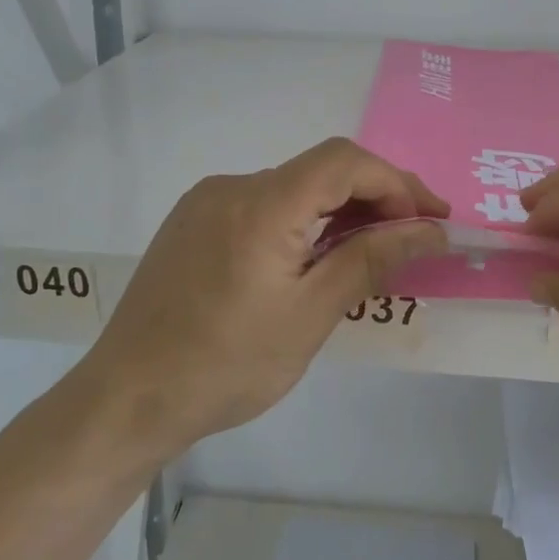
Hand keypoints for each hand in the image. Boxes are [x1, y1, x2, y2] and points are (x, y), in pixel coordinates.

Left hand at [76, 138, 448, 459]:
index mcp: (263, 205)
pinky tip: (312, 258)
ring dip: (337, 209)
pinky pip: (260, 205)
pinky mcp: (191, 222)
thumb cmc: (227, 365)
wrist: (128, 398)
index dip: (396, 181)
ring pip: (291, 188)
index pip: (345, 161)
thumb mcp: (310, 316)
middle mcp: (232, 187)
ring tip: (370, 251)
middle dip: (374, 195)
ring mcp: (206, 202)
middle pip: (319, 170)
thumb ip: (371, 261)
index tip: (431, 219)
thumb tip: (429, 231)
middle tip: (413, 236)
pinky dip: (300, 220)